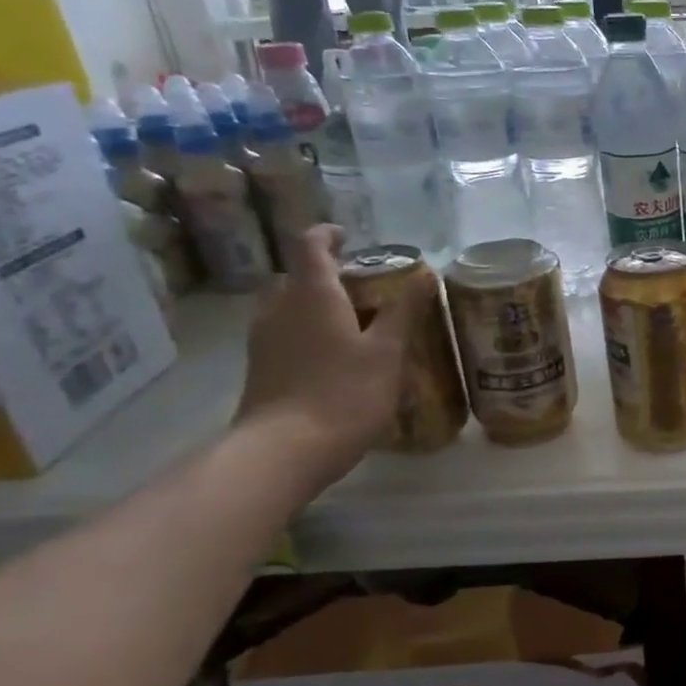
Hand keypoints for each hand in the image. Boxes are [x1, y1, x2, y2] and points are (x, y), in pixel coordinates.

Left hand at [234, 226, 411, 492]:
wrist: (284, 450)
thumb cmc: (343, 393)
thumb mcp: (387, 352)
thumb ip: (404, 311)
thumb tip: (425, 273)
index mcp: (312, 294)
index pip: (310, 244)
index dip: (328, 234)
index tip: (349, 237)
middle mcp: (280, 308)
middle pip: (295, 276)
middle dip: (324, 274)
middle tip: (361, 288)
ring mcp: (264, 339)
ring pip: (286, 306)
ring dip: (313, 304)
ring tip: (350, 323)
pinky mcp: (260, 367)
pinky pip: (283, 333)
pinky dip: (305, 331)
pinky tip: (332, 357)